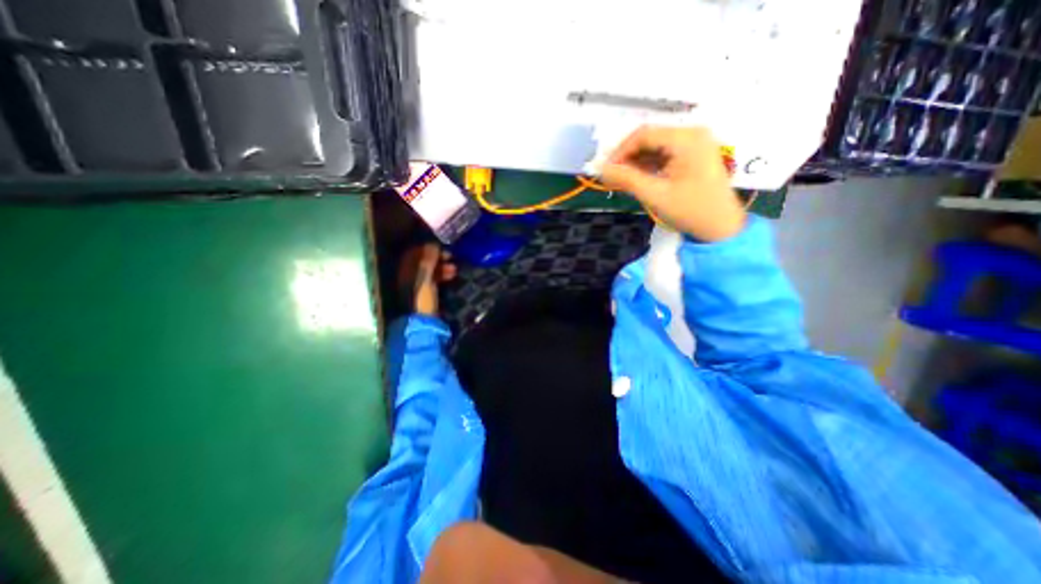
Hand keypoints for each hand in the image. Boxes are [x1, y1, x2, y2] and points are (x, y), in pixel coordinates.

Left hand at [399, 244, 456, 316]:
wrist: (422, 322)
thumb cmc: (421, 298)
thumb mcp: (425, 277)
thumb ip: (428, 261)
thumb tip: (433, 244)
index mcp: (404, 271)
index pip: (414, 253)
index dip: (427, 248)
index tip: (440, 246)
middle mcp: (408, 276)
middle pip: (422, 262)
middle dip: (437, 258)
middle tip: (451, 256)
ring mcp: (416, 285)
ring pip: (429, 271)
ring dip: (442, 267)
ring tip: (455, 268)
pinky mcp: (425, 293)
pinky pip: (433, 280)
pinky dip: (442, 276)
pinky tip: (451, 276)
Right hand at [597, 127, 742, 241]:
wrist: (721, 227)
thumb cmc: (689, 210)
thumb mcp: (654, 194)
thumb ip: (626, 179)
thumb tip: (601, 170)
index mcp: (686, 139)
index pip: (643, 134)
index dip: (620, 151)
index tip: (606, 171)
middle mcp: (692, 134)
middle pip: (649, 139)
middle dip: (627, 158)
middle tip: (612, 178)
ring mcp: (694, 144)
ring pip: (655, 147)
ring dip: (636, 163)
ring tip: (622, 181)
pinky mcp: (693, 156)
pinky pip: (664, 155)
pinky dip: (649, 167)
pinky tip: (638, 180)